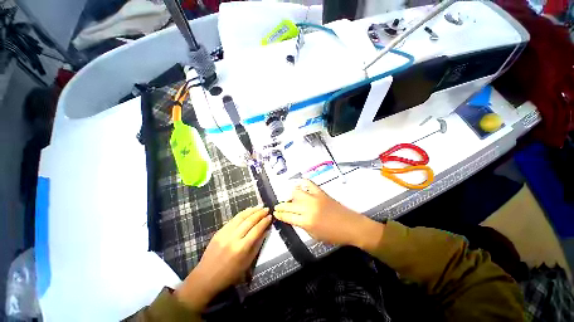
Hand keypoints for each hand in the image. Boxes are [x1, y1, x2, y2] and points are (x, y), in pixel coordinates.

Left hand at [175, 206, 271, 311]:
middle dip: (259, 213)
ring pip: (241, 217)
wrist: (206, 277)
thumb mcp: (247, 263)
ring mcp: (225, 233)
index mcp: (241, 248)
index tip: (270, 216)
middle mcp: (233, 238)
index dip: (264, 222)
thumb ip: (257, 245)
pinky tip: (248, 211)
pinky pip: (233, 219)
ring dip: (251, 210)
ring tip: (259, 207)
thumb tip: (266, 231)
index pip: (256, 230)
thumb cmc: (230, 274)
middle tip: (267, 209)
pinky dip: (242, 213)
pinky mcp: (219, 231)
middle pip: (249, 221)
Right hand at [274, 179, 383, 250]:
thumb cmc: (334, 235)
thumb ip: (302, 225)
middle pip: (289, 205)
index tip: (276, 213)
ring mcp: (315, 198)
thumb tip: (294, 218)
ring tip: (290, 199)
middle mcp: (308, 208)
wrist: (351, 226)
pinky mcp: (321, 192)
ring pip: (296, 192)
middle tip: (278, 207)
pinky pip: (309, 184)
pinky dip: (303, 183)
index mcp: (306, 222)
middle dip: (281, 206)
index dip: (280, 215)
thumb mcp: (314, 235)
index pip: (287, 216)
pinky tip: (300, 186)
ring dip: (291, 195)